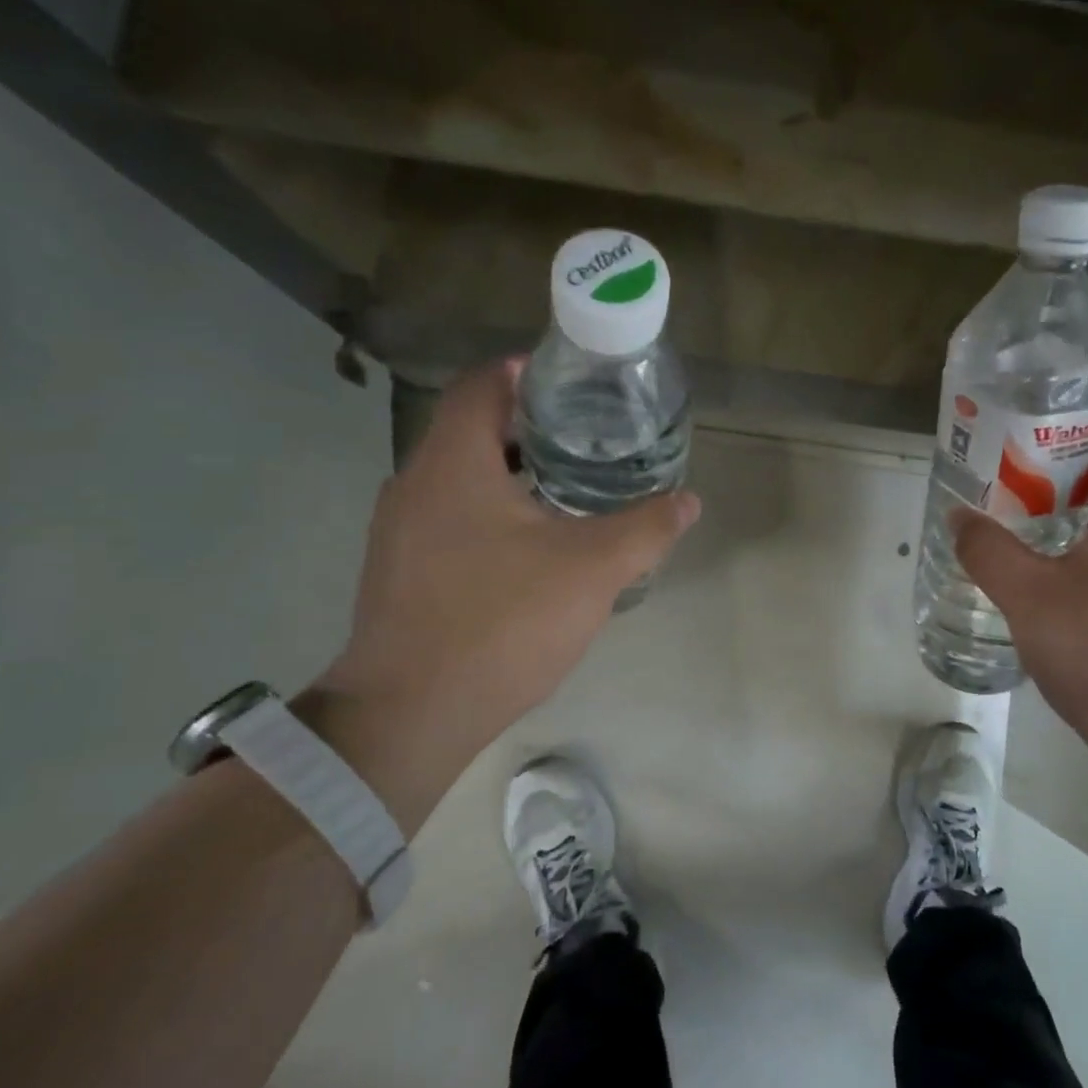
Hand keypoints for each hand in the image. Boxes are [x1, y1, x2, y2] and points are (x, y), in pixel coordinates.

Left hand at [300, 359, 700, 832]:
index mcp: (453, 463)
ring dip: (510, 474)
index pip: (484, 384)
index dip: (528, 373)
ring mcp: (399, 531)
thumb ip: (646, 528)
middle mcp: (415, 483)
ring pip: (460, 478)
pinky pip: (448, 518)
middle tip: (588, 439)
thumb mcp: (592, 570)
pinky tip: (530, 550)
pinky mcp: (398, 571)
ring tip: (568, 491)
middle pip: (473, 430)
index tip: (576, 385)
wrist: (410, 714)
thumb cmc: (502, 622)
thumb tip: (689, 501)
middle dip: (530, 427)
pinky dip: (489, 513)